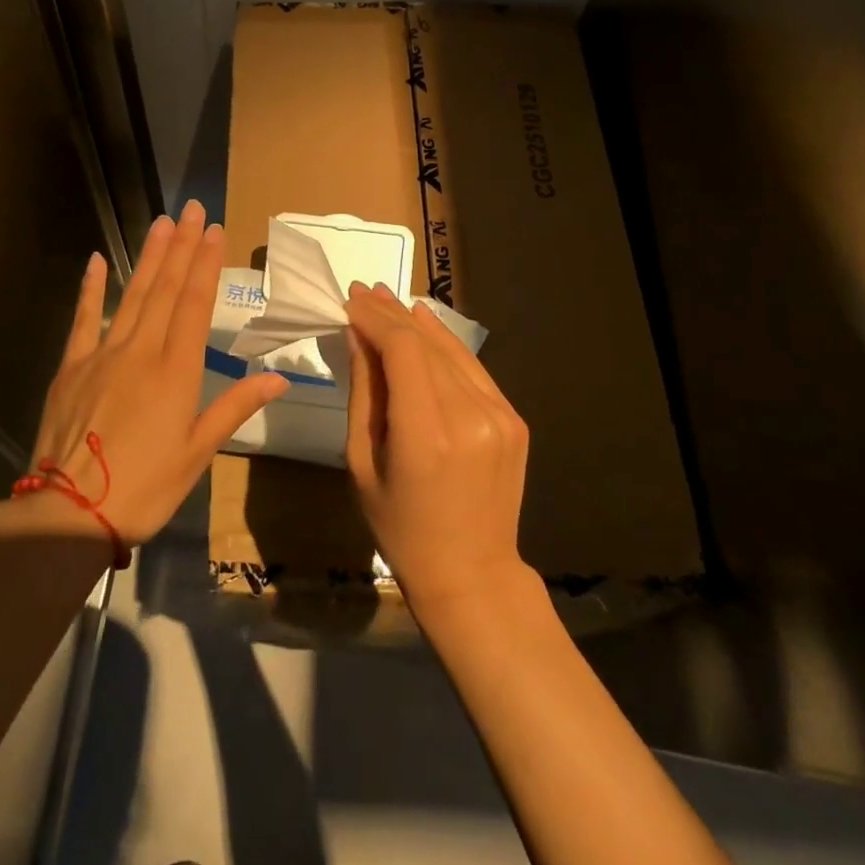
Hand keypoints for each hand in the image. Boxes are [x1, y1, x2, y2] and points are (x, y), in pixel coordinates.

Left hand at [29, 200, 287, 545]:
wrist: (69, 512)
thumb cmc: (144, 487)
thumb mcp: (198, 453)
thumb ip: (234, 407)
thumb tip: (279, 378)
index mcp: (176, 371)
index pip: (194, 304)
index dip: (205, 264)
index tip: (214, 230)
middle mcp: (141, 351)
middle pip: (165, 289)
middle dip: (181, 247)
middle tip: (192, 210)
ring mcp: (102, 354)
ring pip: (132, 295)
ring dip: (149, 257)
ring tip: (162, 223)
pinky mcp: (71, 366)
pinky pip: (84, 318)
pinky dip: (91, 288)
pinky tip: (98, 260)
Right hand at [344, 282, 531, 616]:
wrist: (471, 574)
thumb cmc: (400, 528)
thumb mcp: (363, 463)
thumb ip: (364, 393)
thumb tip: (358, 336)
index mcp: (427, 435)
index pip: (402, 351)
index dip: (375, 319)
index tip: (350, 300)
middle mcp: (470, 417)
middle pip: (426, 344)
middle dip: (390, 314)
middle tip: (362, 291)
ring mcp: (499, 416)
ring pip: (452, 350)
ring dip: (416, 322)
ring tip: (386, 298)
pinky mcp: (514, 419)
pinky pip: (472, 369)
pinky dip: (445, 343)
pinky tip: (424, 323)